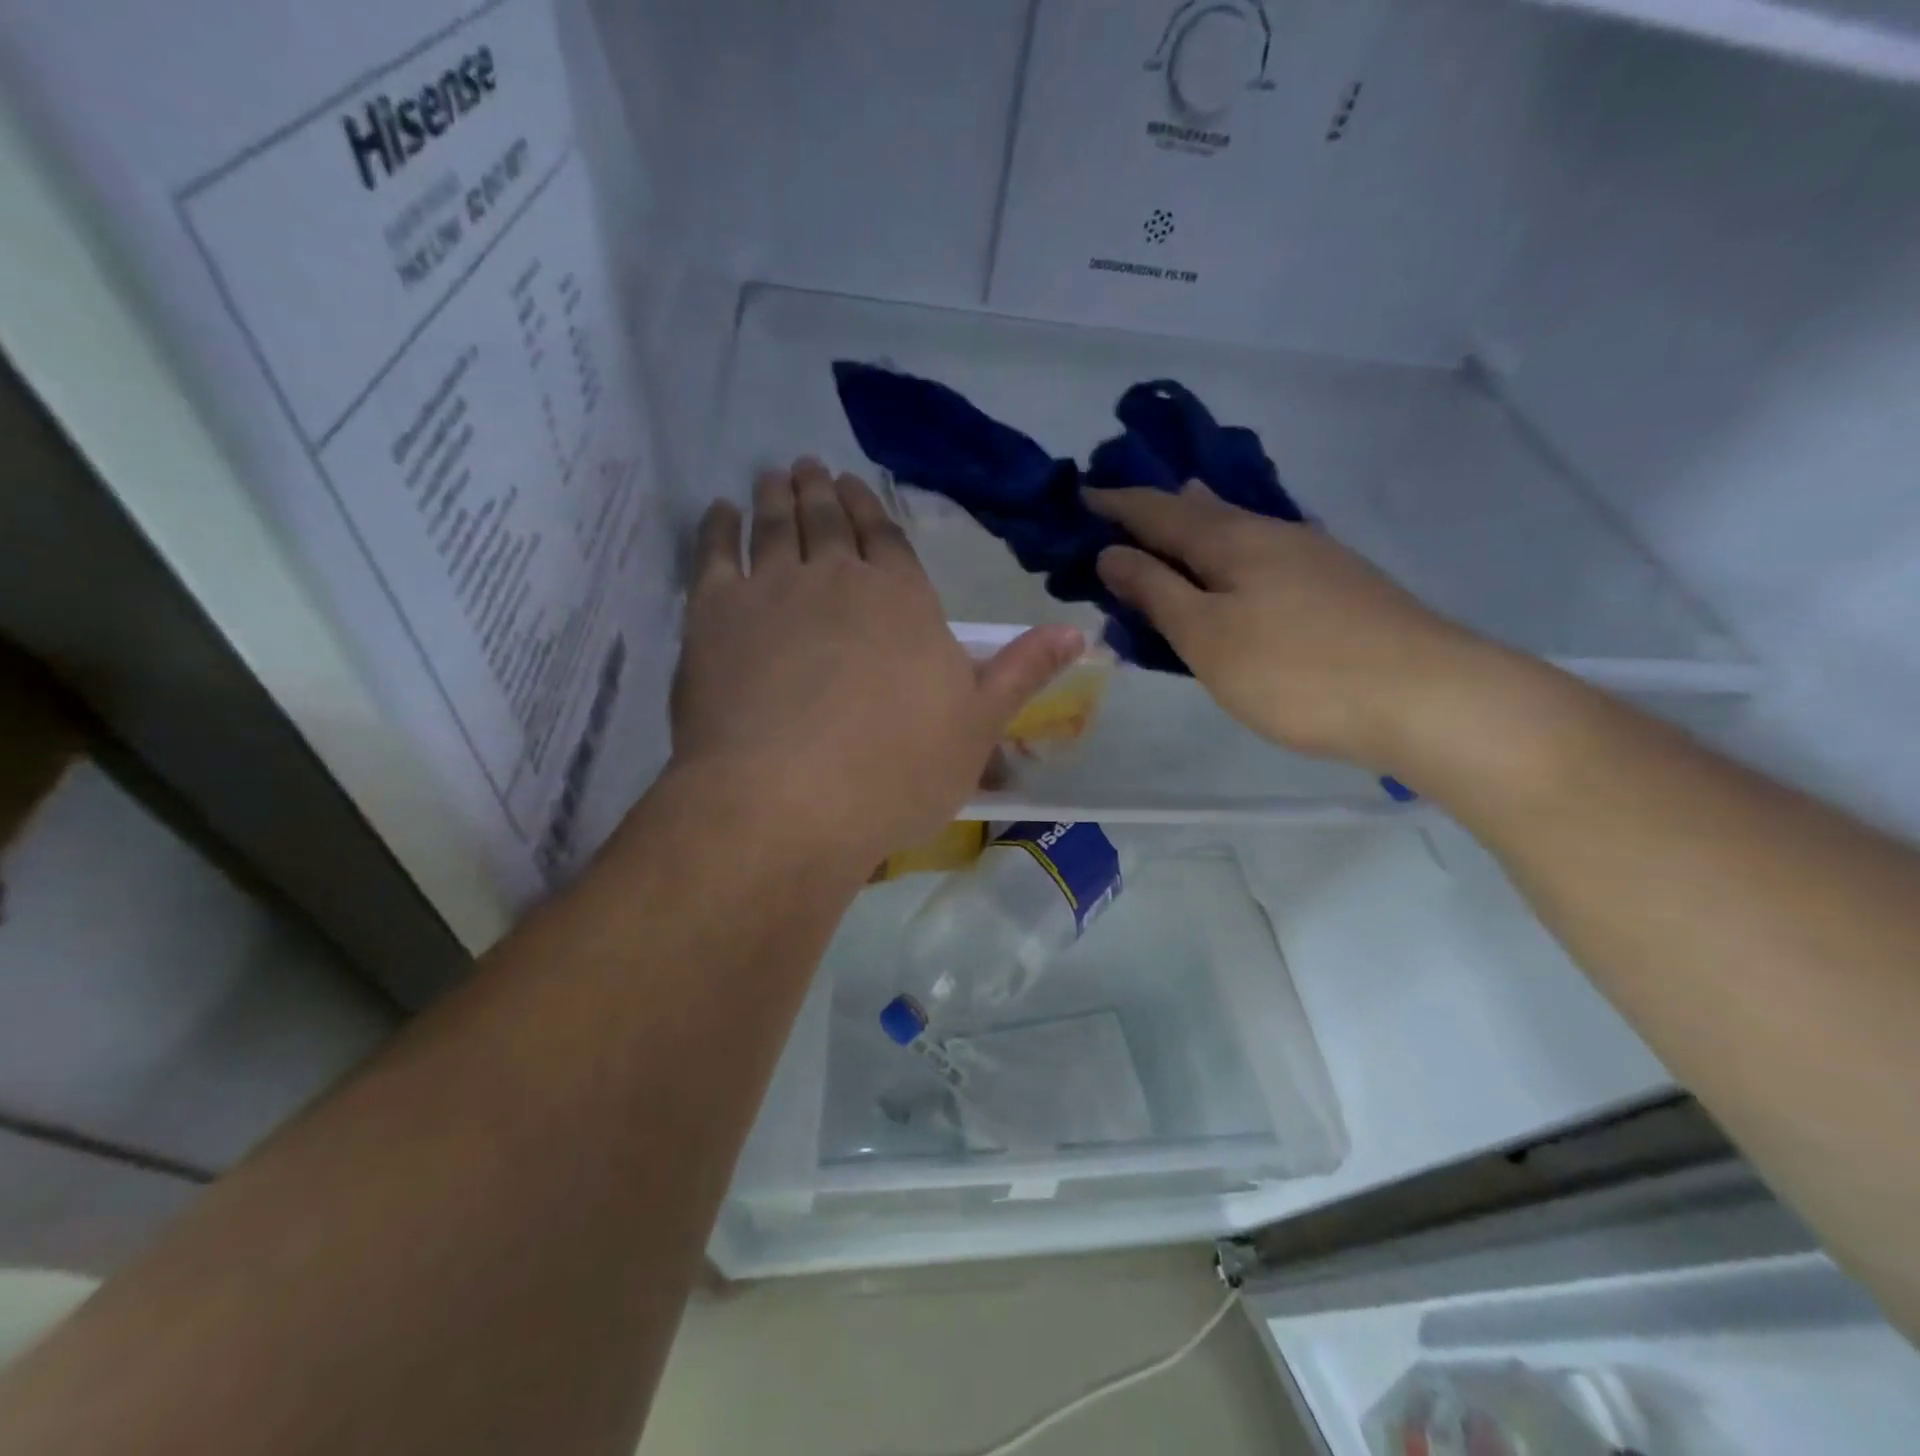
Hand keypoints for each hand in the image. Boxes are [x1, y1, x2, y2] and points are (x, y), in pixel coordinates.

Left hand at [672, 459, 1081, 862]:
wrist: (789, 800)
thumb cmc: (895, 771)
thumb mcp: (978, 727)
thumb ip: (1022, 672)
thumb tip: (1078, 631)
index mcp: (904, 600)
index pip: (889, 539)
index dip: (872, 510)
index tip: (855, 486)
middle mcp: (840, 578)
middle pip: (831, 522)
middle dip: (823, 492)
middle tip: (812, 467)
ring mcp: (773, 589)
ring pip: (777, 525)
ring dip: (778, 495)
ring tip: (776, 474)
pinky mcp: (713, 614)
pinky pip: (714, 552)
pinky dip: (718, 525)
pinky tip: (720, 511)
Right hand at [1089, 481, 1486, 767]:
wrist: (1427, 697)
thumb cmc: (1296, 671)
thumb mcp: (1206, 637)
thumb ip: (1156, 593)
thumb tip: (1111, 552)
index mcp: (1233, 541)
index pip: (1159, 511)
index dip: (1117, 505)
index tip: (1081, 495)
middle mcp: (1274, 535)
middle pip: (1204, 511)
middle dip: (1159, 508)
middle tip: (1124, 506)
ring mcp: (1315, 559)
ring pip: (1240, 530)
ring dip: (1200, 525)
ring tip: (1177, 518)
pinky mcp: (1341, 588)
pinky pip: (1266, 556)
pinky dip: (1233, 554)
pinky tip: (1242, 563)